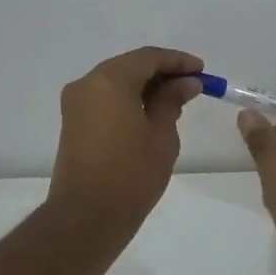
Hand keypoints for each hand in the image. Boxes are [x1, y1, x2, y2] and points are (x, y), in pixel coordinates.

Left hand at [48, 46, 203, 236]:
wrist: (87, 217)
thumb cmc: (131, 174)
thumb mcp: (161, 135)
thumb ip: (172, 101)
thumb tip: (186, 82)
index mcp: (109, 80)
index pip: (149, 57)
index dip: (178, 61)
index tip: (202, 71)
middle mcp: (87, 83)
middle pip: (130, 66)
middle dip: (162, 72)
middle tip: (192, 85)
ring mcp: (76, 103)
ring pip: (117, 82)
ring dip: (146, 86)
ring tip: (177, 100)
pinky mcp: (73, 122)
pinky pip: (105, 98)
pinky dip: (129, 99)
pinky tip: (152, 112)